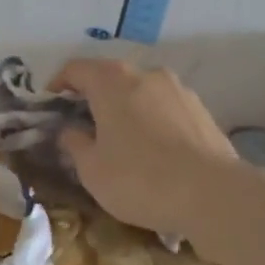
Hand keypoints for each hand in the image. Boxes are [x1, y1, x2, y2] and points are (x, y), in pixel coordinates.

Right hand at [51, 59, 236, 235]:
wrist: (215, 195)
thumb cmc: (140, 179)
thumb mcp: (92, 169)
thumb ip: (75, 143)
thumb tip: (71, 130)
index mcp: (111, 81)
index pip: (75, 69)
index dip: (57, 84)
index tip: (50, 105)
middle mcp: (145, 74)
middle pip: (109, 77)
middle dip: (92, 97)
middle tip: (81, 125)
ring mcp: (178, 90)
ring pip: (139, 91)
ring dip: (124, 108)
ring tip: (119, 140)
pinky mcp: (202, 110)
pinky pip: (164, 108)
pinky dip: (151, 120)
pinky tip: (152, 150)